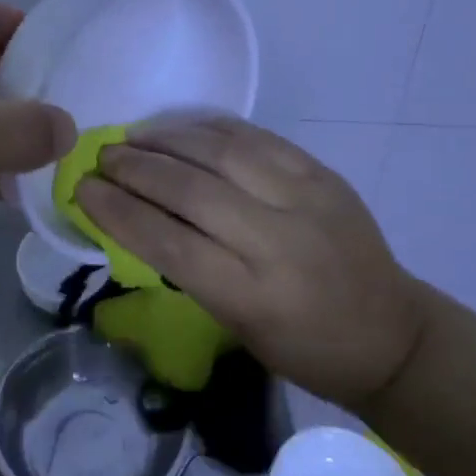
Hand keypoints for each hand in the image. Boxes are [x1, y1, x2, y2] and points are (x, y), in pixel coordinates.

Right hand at [76, 116, 430, 410]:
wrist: (392, 333)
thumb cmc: (305, 348)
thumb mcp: (238, 326)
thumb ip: (191, 269)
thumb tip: (137, 217)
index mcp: (252, 295)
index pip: (169, 242)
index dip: (118, 212)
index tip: (83, 190)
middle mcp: (277, 240)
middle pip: (190, 189)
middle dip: (136, 168)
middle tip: (102, 157)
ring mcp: (304, 198)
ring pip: (222, 152)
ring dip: (168, 139)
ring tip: (134, 136)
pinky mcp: (322, 173)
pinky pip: (257, 138)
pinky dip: (211, 127)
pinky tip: (182, 127)